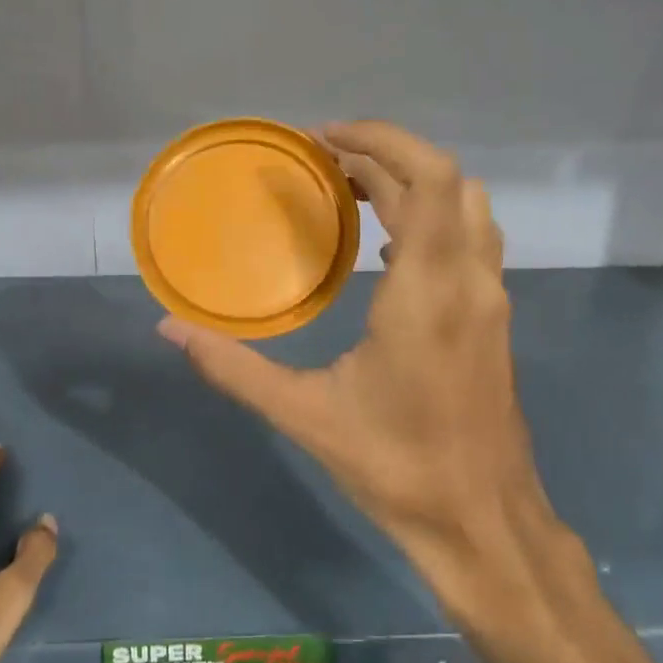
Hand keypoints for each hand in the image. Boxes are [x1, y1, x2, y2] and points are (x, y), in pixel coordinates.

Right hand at [158, 121, 570, 628]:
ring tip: (351, 190)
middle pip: (446, 181)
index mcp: (428, 292)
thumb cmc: (397, 468)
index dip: (379, 142)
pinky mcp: (492, 320)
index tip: (322, 139)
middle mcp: (469, 281)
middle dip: (385, 156)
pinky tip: (384, 246)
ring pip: (465, 207)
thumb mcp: (304, 416)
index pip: (428, 179)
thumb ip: (233, 368)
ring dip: (413, 183)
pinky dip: (429, 218)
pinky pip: (468, 240)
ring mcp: (490, 299)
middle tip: (323, 162)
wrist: (484, 523)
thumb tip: (170, 329)